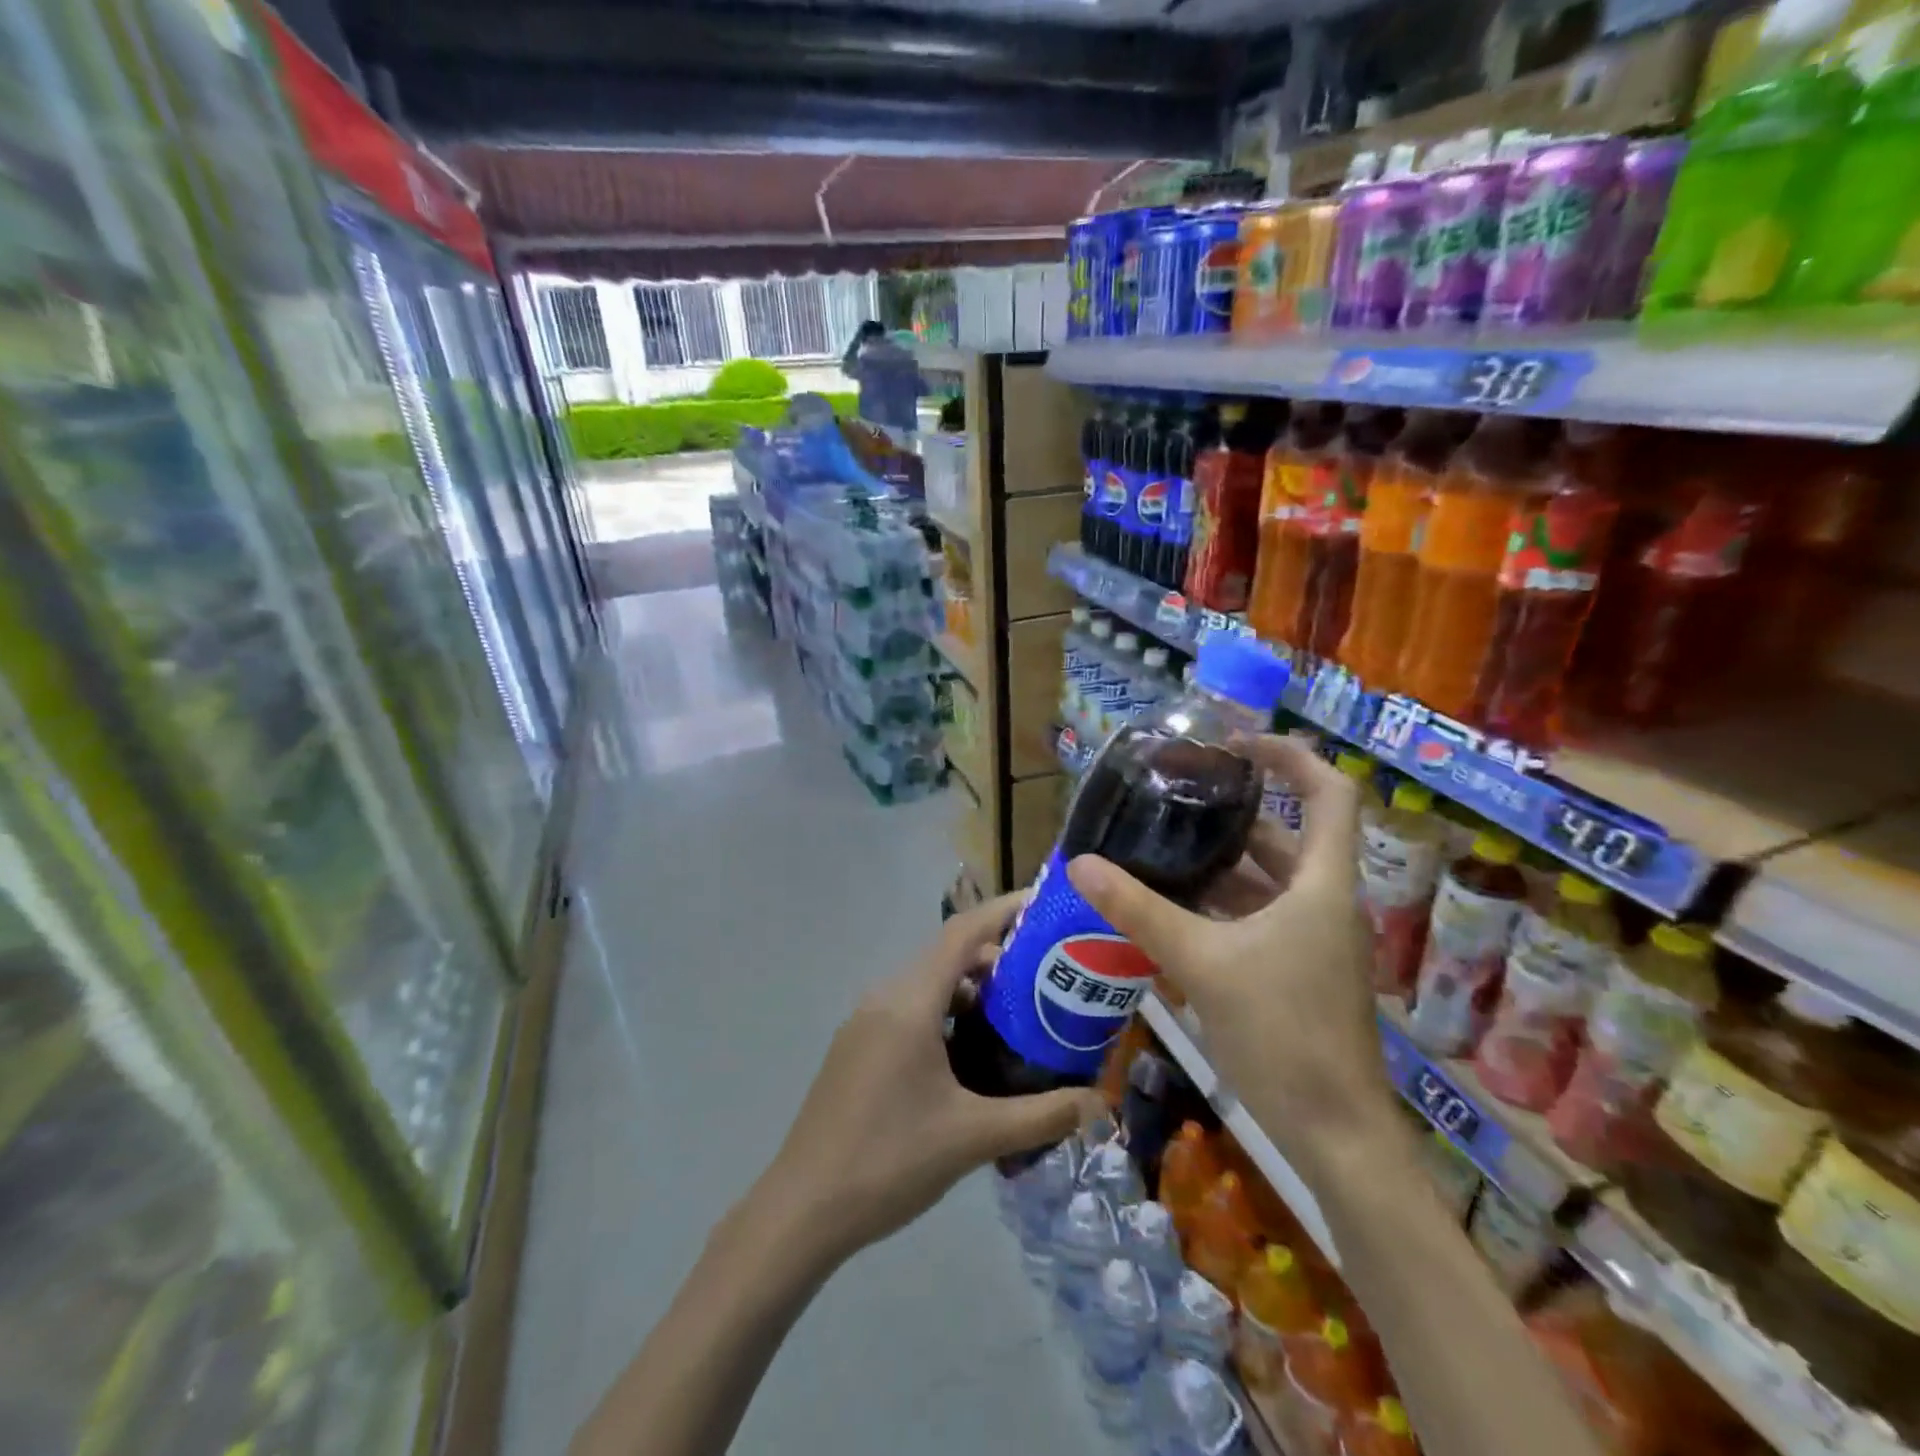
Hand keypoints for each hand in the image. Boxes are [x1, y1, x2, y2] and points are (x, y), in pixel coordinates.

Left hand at [756, 894, 1101, 1262]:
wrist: (802, 1209)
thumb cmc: (889, 1161)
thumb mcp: (973, 1137)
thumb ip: (1041, 1116)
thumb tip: (1101, 1104)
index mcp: (909, 1002)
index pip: (962, 933)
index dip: (1004, 911)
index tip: (1045, 905)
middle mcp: (884, 997)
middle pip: (947, 954)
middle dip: (997, 956)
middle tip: (1047, 974)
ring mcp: (865, 1022)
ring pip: (927, 983)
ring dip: (970, 988)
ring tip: (1017, 1013)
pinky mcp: (857, 1046)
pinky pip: (909, 1008)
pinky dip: (945, 1011)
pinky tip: (971, 1051)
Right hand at [1066, 734, 1397, 1177]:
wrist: (1335, 1133)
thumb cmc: (1283, 1034)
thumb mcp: (1202, 963)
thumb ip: (1140, 911)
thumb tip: (1081, 864)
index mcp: (1321, 884)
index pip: (1330, 793)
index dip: (1290, 755)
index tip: (1235, 745)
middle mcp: (1323, 902)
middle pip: (1286, 836)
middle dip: (1235, 813)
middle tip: (1175, 797)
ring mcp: (1312, 940)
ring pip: (1267, 882)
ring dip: (1221, 865)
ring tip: (1160, 848)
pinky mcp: (1297, 971)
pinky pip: (1257, 919)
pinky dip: (1220, 907)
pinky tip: (1170, 912)